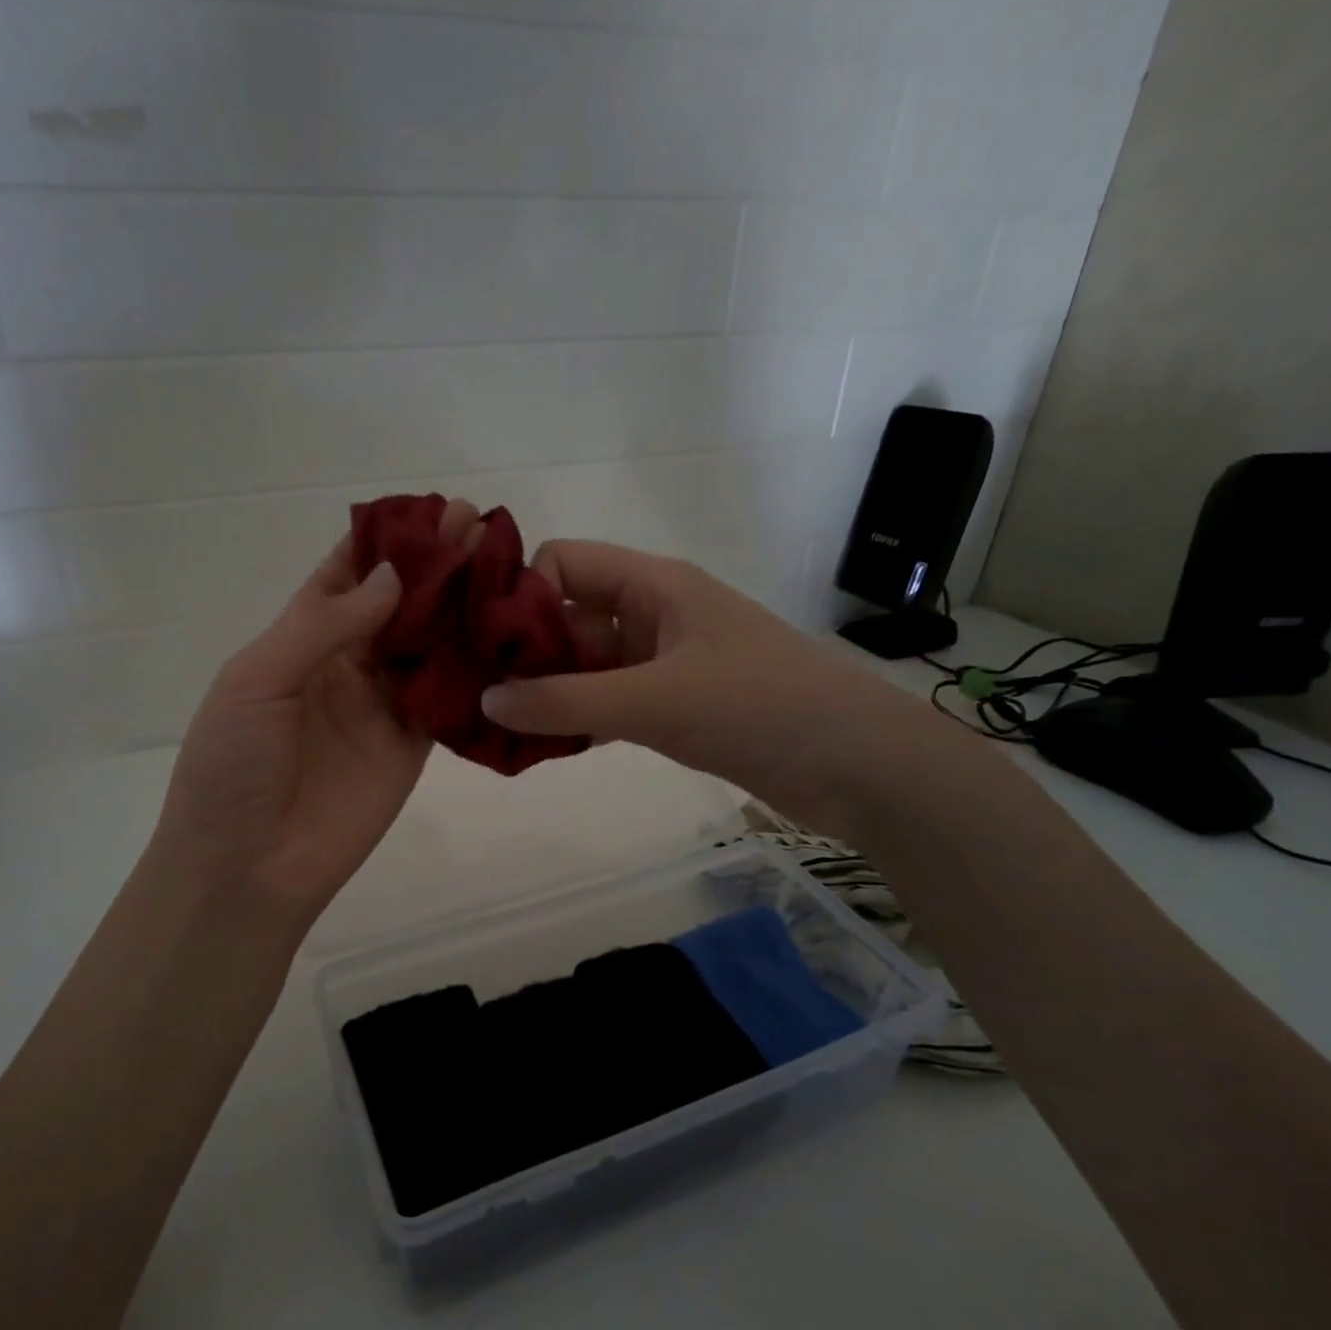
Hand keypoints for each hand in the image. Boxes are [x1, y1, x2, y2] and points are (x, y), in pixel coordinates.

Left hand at [149, 504, 482, 929]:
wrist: (247, 867)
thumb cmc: (231, 767)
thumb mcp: (257, 682)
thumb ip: (323, 627)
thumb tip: (393, 577)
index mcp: (299, 639)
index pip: (345, 574)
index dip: (384, 541)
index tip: (428, 508)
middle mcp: (346, 662)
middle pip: (396, 601)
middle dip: (434, 562)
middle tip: (480, 524)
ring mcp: (383, 703)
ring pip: (429, 641)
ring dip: (461, 604)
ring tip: (503, 562)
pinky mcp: (414, 742)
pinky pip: (448, 694)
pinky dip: (475, 664)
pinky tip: (506, 631)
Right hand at [480, 541, 946, 839]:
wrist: (857, 765)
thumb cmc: (756, 707)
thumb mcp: (653, 701)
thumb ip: (565, 702)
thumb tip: (485, 701)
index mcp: (654, 585)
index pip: (564, 563)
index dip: (520, 594)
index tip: (481, 644)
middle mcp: (653, 615)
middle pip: (568, 617)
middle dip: (523, 652)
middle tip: (473, 694)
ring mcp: (663, 663)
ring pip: (585, 666)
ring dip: (546, 692)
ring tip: (494, 727)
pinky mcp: (673, 706)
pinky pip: (607, 703)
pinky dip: (576, 720)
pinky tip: (538, 748)